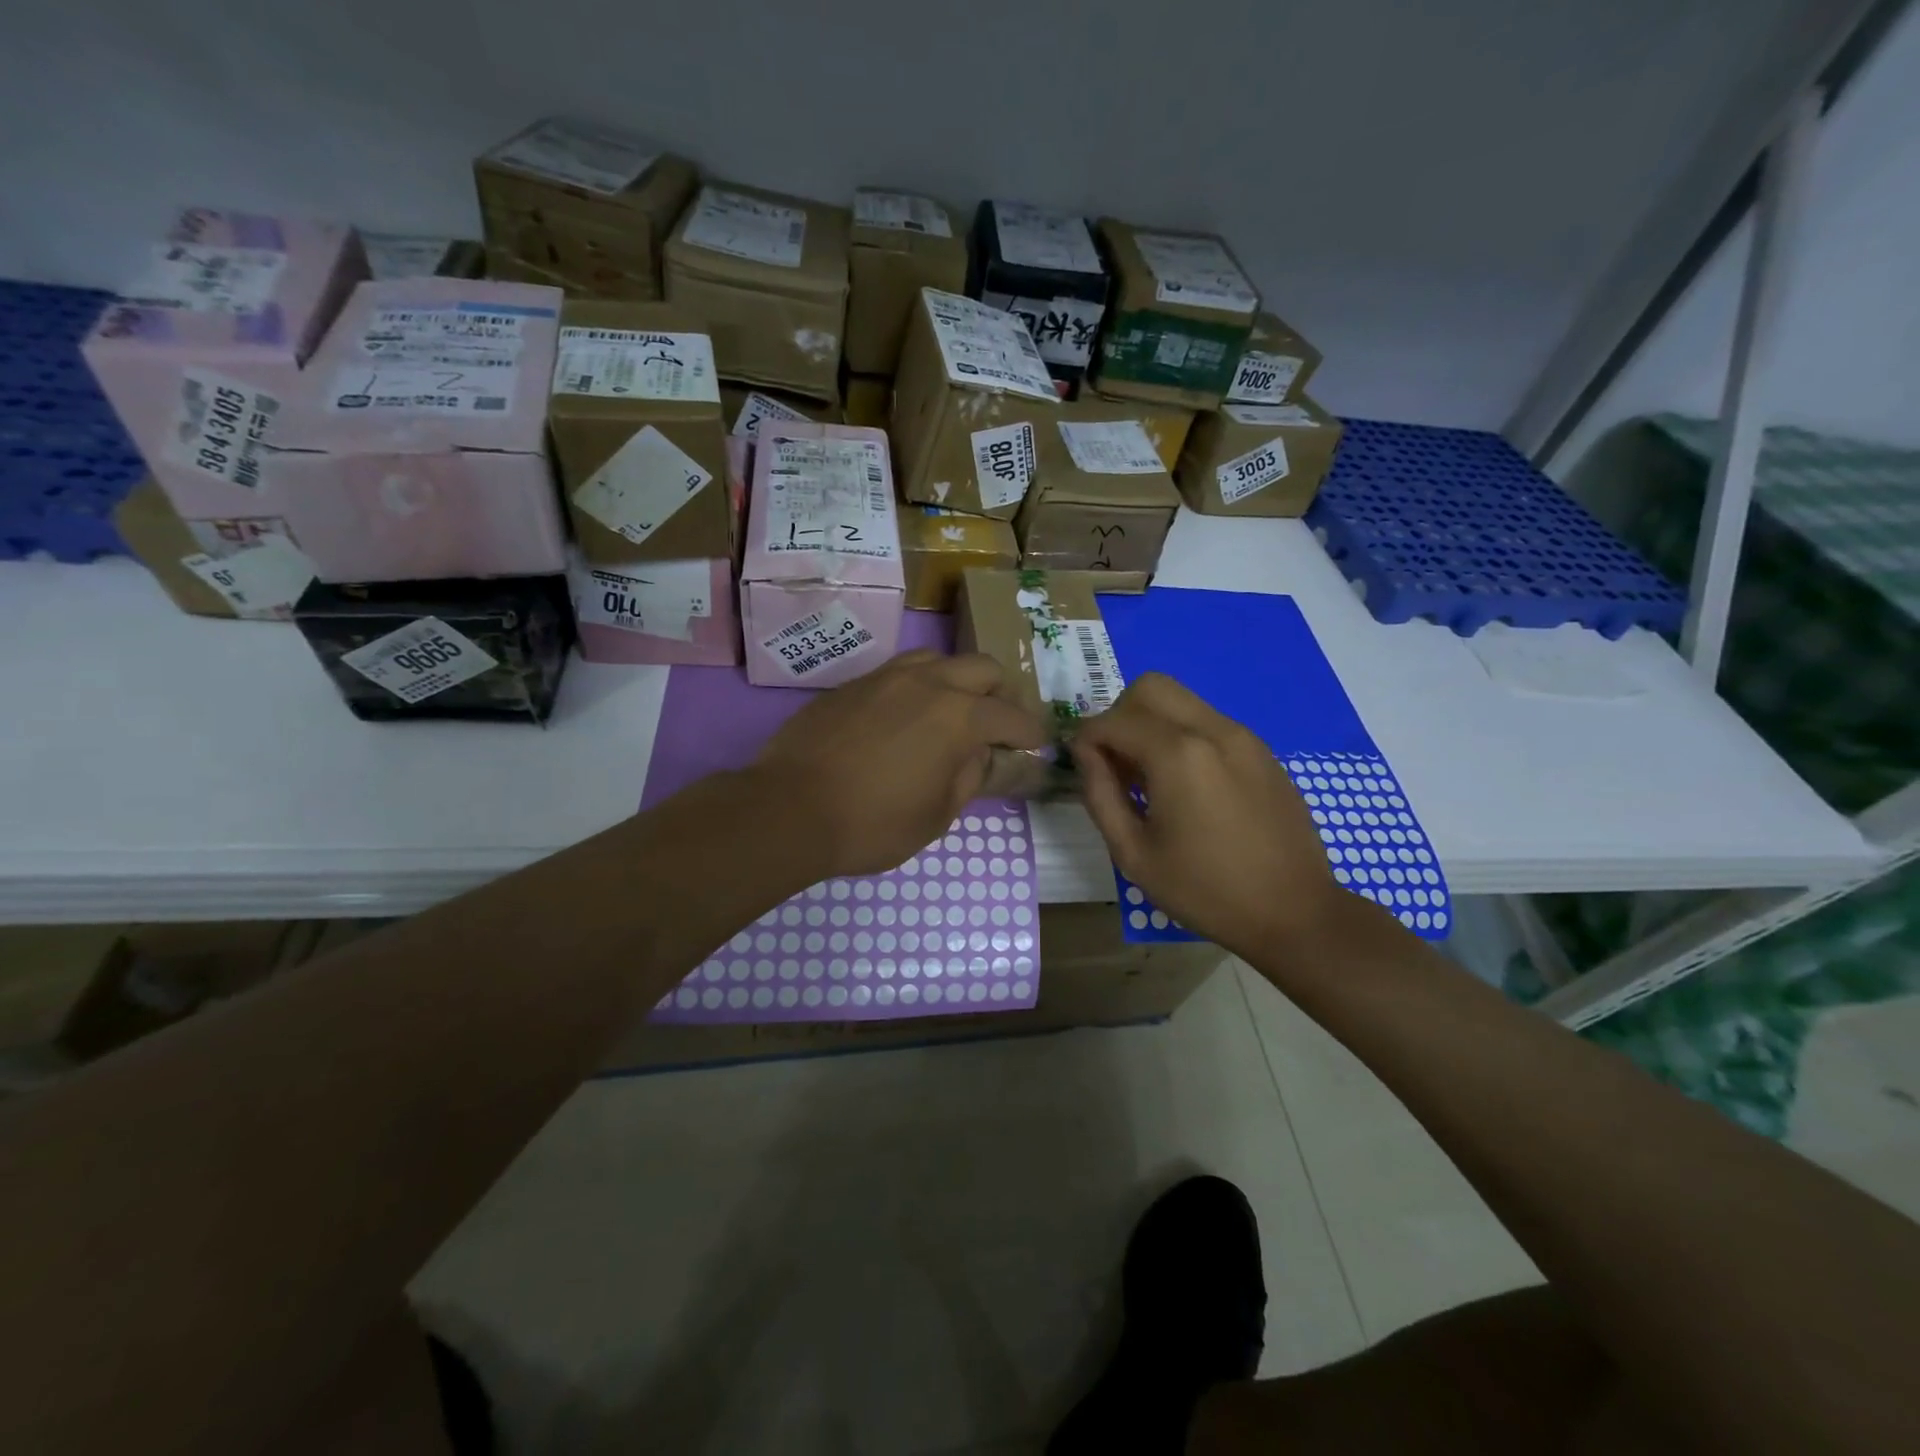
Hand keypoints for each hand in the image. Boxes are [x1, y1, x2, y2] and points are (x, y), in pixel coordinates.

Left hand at [755, 652, 1048, 877]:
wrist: (789, 809)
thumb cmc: (873, 824)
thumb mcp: (937, 815)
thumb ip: (970, 776)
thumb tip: (983, 755)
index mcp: (958, 716)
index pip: (1011, 715)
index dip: (1030, 731)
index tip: (1036, 743)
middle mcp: (928, 682)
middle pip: (982, 668)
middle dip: (1001, 693)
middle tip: (998, 723)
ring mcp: (886, 677)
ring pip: (939, 659)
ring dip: (958, 680)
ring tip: (953, 711)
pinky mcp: (854, 684)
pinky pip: (900, 671)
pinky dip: (920, 686)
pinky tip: (907, 716)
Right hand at [1074, 673, 1345, 959]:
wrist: (1295, 913)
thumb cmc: (1205, 890)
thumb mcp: (1133, 853)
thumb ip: (1100, 794)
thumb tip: (1084, 754)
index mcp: (1177, 755)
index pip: (1113, 720)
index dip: (1086, 740)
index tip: (1083, 769)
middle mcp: (1212, 729)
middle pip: (1150, 687)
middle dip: (1120, 715)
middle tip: (1117, 762)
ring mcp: (1243, 736)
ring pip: (1182, 699)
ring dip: (1153, 724)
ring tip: (1151, 777)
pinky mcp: (1262, 751)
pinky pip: (1209, 722)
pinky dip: (1184, 736)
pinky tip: (1188, 786)